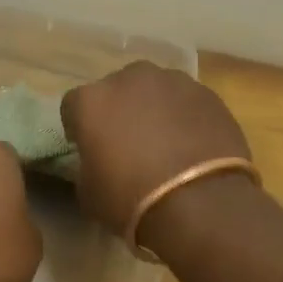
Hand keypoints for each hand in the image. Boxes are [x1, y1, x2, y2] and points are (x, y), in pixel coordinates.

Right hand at [61, 62, 252, 243]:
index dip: (78, 128)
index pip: (73, 106)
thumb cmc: (132, 199)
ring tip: (164, 144)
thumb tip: (97, 162)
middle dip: (119, 111)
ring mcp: (174, 82)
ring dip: (154, 110)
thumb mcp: (89, 193)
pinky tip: (191, 146)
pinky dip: (184, 118)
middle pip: (117, 90)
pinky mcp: (209, 94)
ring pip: (155, 92)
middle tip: (127, 144)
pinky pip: (186, 103)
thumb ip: (87, 166)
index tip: (87, 148)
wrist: (202, 202)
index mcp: (91, 100)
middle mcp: (130, 79)